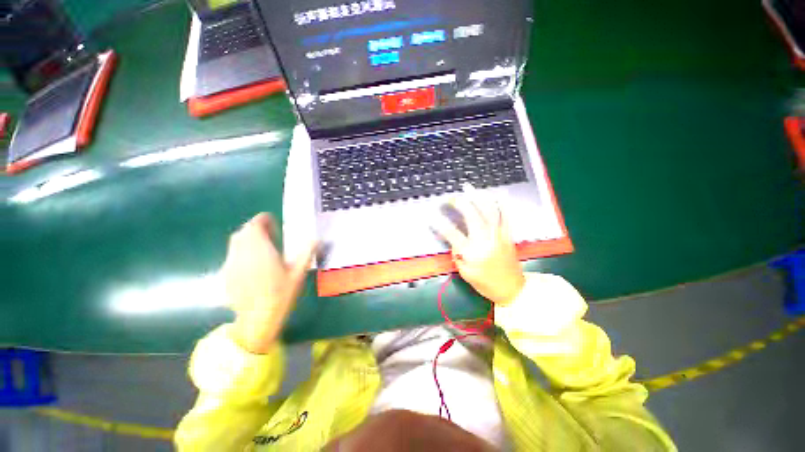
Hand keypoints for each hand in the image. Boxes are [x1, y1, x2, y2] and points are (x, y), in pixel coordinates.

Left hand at [222, 213, 316, 353]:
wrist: (257, 319)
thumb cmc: (281, 294)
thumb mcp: (299, 273)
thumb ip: (307, 253)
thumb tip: (317, 239)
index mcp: (261, 249)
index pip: (255, 225)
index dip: (263, 220)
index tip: (273, 223)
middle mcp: (242, 253)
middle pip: (243, 232)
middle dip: (256, 229)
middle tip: (270, 235)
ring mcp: (231, 264)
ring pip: (235, 243)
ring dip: (247, 240)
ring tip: (262, 248)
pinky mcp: (226, 274)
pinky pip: (232, 256)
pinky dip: (241, 252)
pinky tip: (253, 264)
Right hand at [431, 186, 524, 304]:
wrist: (513, 289)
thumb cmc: (486, 284)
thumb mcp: (466, 273)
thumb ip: (458, 255)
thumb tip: (455, 242)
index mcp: (472, 252)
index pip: (452, 233)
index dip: (440, 224)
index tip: (431, 217)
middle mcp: (485, 239)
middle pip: (471, 215)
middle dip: (459, 203)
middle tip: (450, 197)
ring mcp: (498, 235)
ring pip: (489, 210)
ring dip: (478, 196)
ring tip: (469, 187)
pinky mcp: (507, 234)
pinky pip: (505, 215)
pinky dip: (501, 203)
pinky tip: (496, 194)